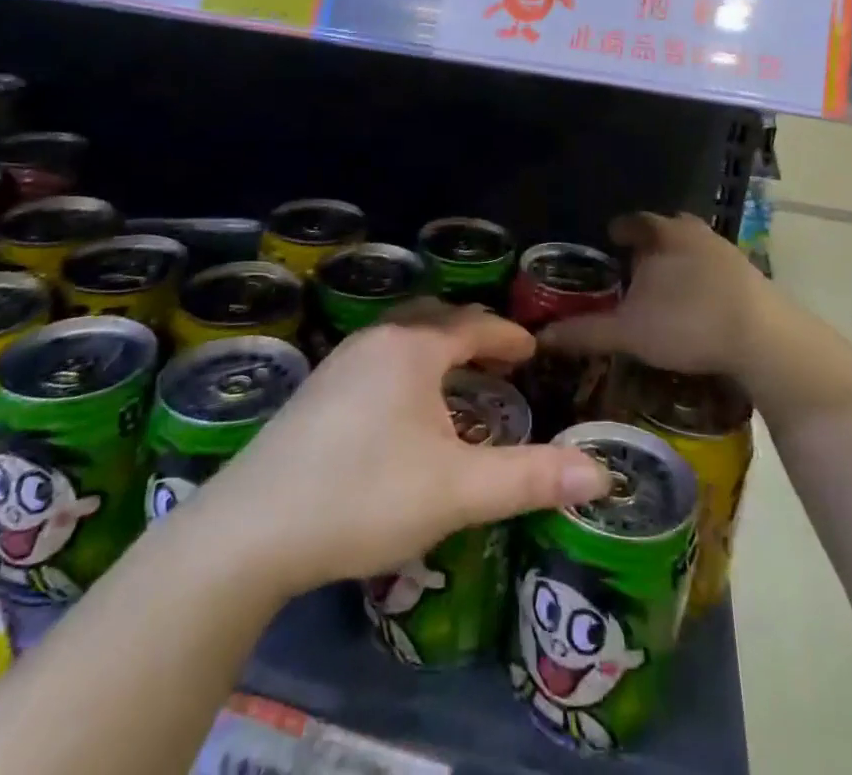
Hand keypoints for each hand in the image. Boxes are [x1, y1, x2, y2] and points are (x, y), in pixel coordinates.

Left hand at [190, 304, 610, 599]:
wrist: (250, 531)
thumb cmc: (365, 495)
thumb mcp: (458, 490)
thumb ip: (531, 478)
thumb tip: (602, 474)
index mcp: (413, 347)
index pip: (473, 324)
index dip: (507, 335)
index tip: (531, 350)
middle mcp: (375, 340)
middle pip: (434, 319)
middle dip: (471, 333)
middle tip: (498, 359)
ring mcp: (338, 364)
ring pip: (400, 339)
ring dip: (435, 351)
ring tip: (456, 382)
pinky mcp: (313, 393)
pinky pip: (376, 361)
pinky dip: (405, 370)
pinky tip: (401, 412)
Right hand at [536, 212, 769, 377]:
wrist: (763, 337)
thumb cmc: (687, 323)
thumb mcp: (629, 332)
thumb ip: (585, 331)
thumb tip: (540, 336)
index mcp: (662, 233)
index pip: (633, 221)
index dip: (619, 230)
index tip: (610, 239)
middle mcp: (694, 231)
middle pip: (665, 230)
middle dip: (649, 244)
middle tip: (633, 264)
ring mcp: (725, 250)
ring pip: (692, 247)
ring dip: (677, 260)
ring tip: (662, 284)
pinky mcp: (749, 274)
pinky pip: (714, 268)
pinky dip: (700, 278)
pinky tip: (696, 301)